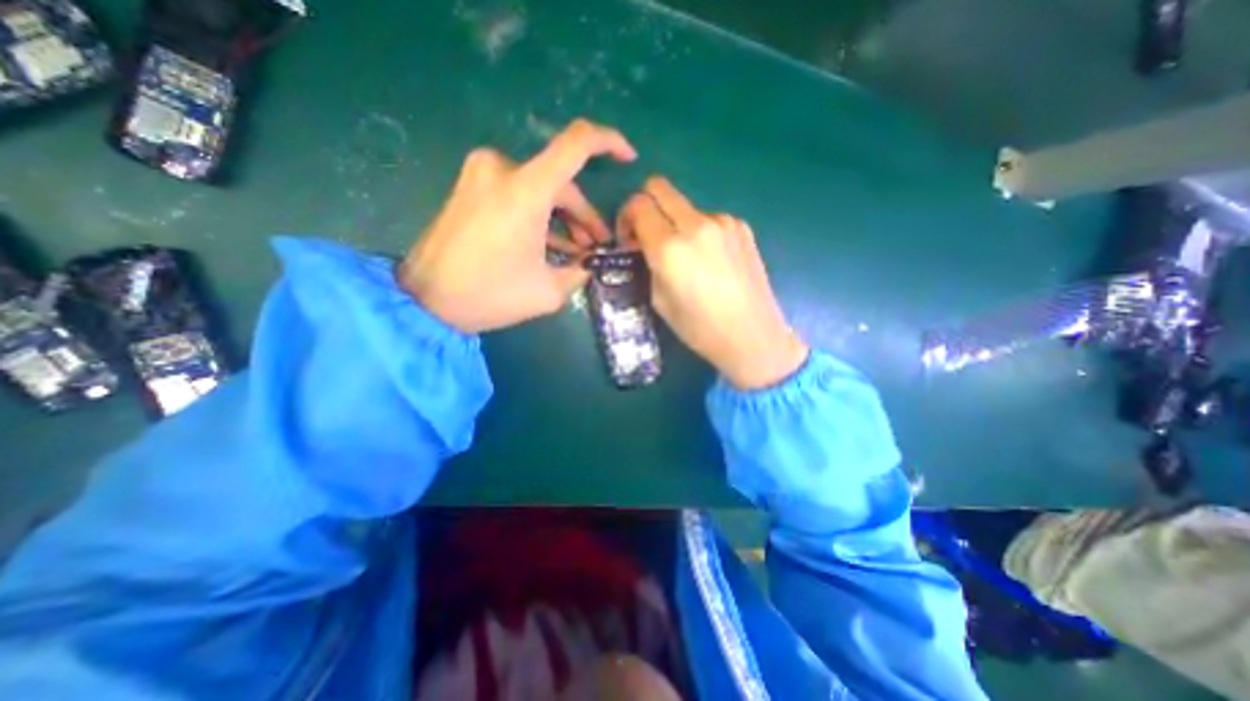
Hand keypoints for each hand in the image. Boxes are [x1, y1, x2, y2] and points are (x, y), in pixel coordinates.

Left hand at [397, 119, 635, 333]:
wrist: (426, 301)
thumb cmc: (490, 295)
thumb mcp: (549, 292)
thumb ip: (579, 272)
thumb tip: (591, 264)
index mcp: (526, 188)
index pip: (577, 143)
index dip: (609, 143)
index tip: (629, 159)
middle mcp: (503, 169)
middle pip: (561, 183)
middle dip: (584, 216)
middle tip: (596, 247)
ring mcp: (482, 175)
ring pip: (541, 191)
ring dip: (563, 219)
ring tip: (577, 252)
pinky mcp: (470, 188)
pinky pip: (518, 195)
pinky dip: (539, 216)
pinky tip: (551, 244)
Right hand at [617, 175, 812, 387]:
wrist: (752, 336)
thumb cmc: (700, 328)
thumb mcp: (659, 300)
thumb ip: (648, 263)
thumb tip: (645, 245)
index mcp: (669, 248)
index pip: (638, 205)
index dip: (626, 217)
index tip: (630, 239)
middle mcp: (695, 225)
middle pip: (659, 187)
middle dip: (645, 205)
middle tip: (648, 235)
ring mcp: (722, 222)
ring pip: (685, 205)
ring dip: (675, 222)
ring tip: (685, 256)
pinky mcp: (741, 227)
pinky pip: (708, 218)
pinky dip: (699, 231)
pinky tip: (709, 260)